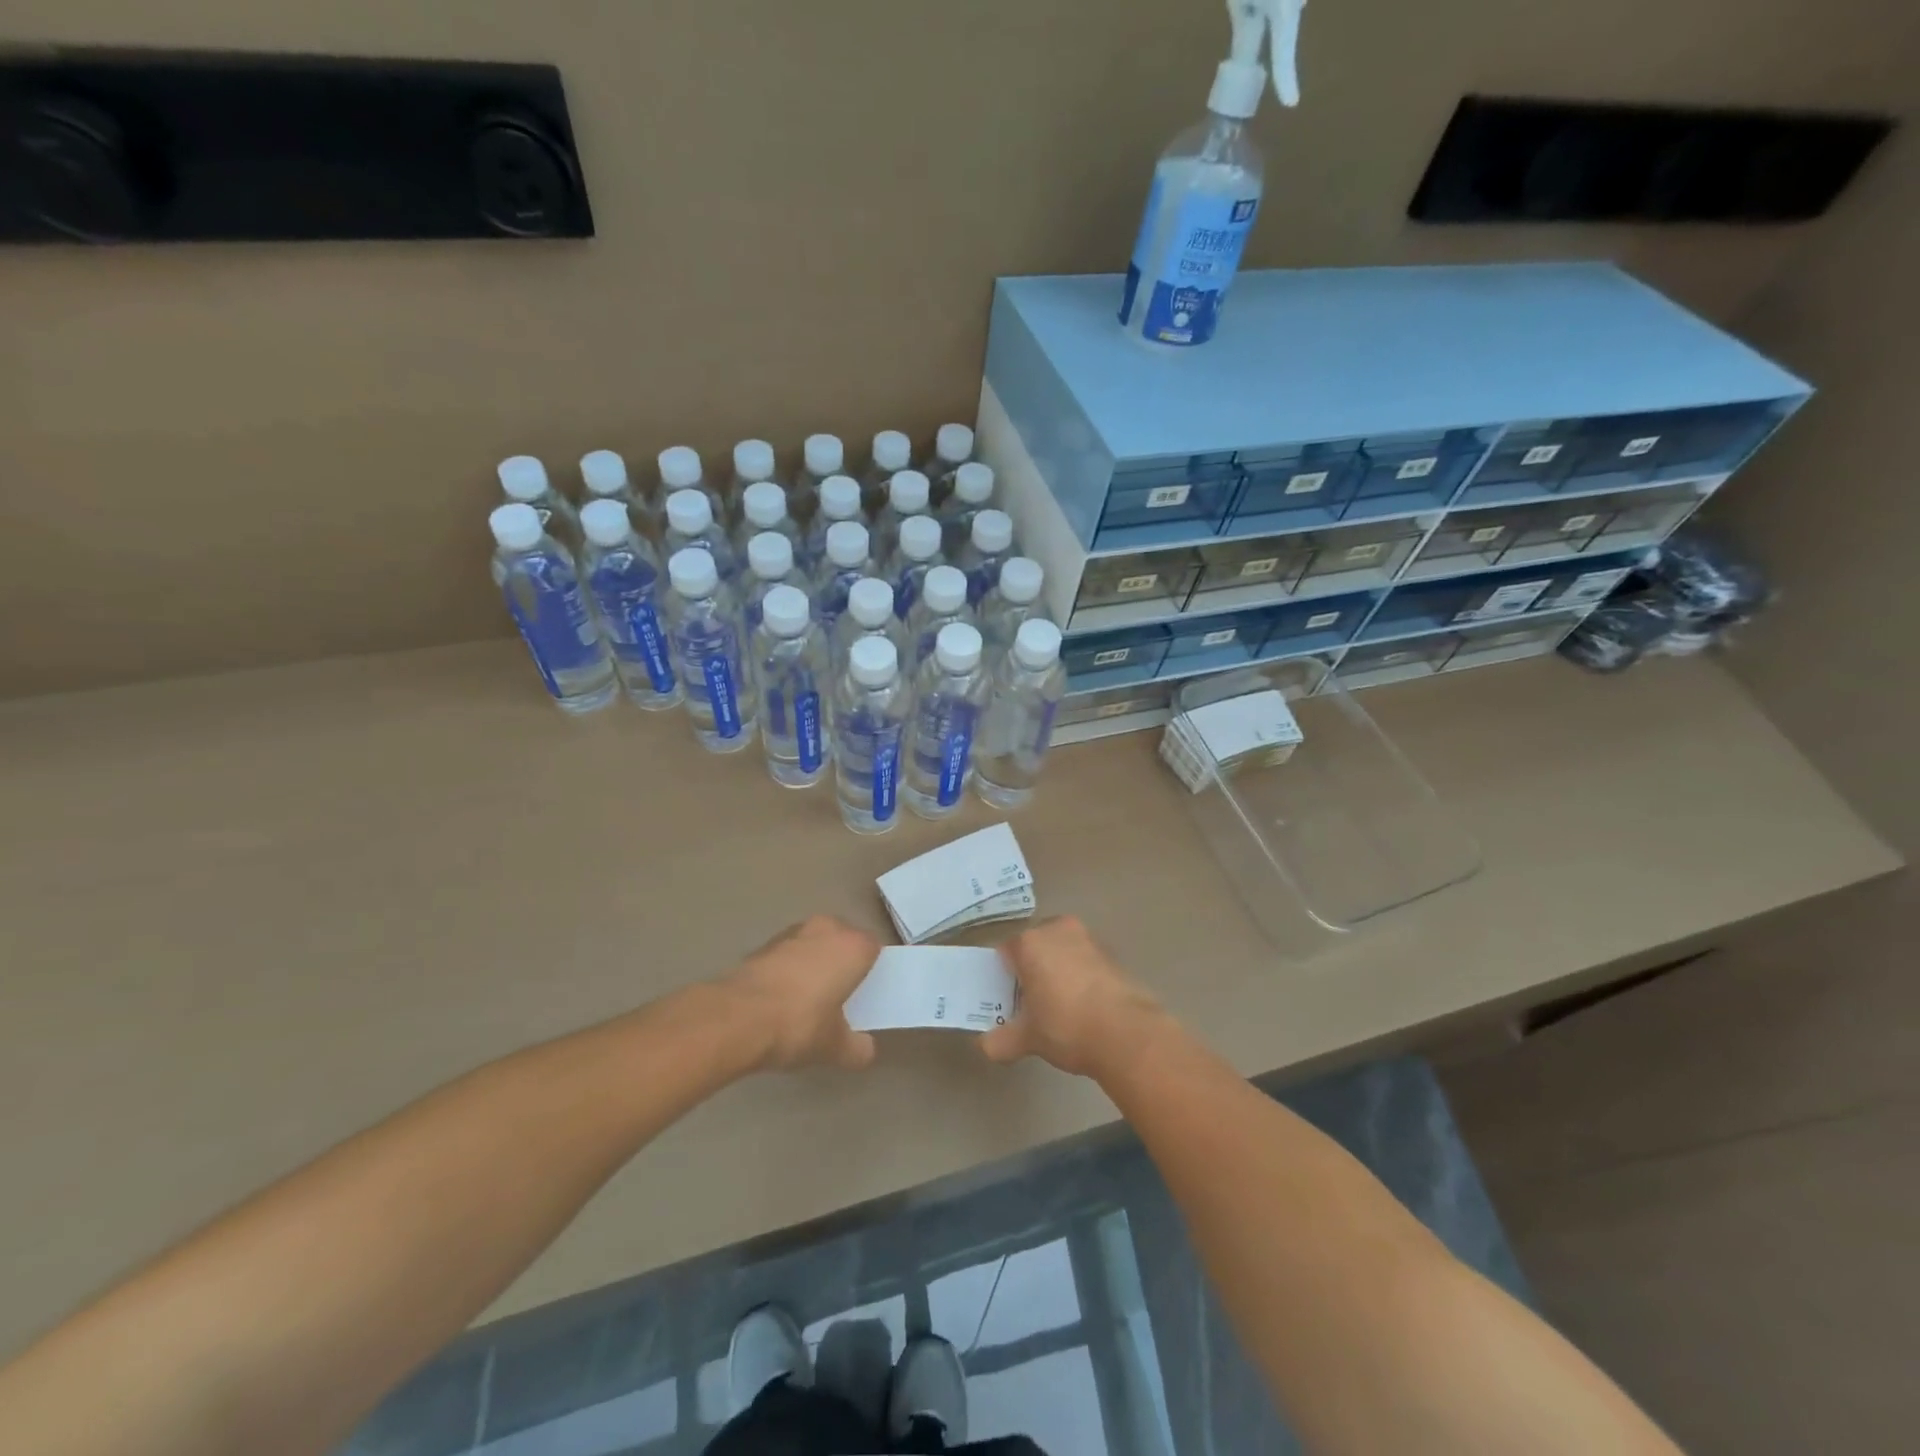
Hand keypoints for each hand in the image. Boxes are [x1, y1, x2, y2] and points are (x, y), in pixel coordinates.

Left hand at [721, 916, 880, 1071]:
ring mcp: (792, 933)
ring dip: (813, 963)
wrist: (736, 1019)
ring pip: (813, 945)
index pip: (873, 949)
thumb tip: (865, 1050)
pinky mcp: (763, 944)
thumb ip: (857, 1048)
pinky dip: (788, 970)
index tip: (865, 995)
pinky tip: (781, 1000)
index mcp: (853, 946)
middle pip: (842, 941)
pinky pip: (788, 955)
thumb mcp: (835, 1047)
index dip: (871, 970)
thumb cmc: (799, 1024)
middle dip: (841, 963)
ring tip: (807, 1000)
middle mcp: (826, 929)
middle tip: (839, 997)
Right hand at [980, 916, 1170, 1077]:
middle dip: (1031, 969)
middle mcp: (1057, 930)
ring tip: (1060, 1005)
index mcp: (1030, 943)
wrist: (1127, 1033)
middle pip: (1034, 946)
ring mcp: (1087, 938)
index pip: (1005, 952)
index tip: (1008, 1000)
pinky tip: (1085, 1005)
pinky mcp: (1111, 952)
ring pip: (1061, 951)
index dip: (1003, 977)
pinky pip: (1084, 960)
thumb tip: (986, 1046)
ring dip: (1057, 970)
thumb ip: (1001, 1040)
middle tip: (1032, 1003)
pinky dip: (1080, 975)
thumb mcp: (1028, 1039)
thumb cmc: (1066, 1027)